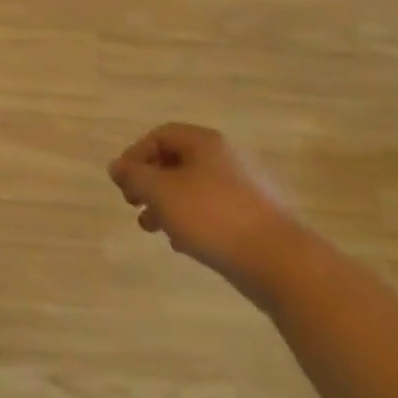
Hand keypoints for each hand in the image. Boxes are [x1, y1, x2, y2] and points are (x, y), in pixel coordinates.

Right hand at [109, 123, 301, 303]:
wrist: (280, 262)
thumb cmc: (213, 216)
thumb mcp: (161, 192)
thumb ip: (134, 176)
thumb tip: (117, 166)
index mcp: (205, 143)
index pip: (160, 136)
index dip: (135, 155)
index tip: (122, 182)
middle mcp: (226, 158)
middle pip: (176, 161)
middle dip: (149, 183)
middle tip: (132, 204)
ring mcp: (244, 189)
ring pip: (193, 189)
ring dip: (166, 205)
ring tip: (151, 228)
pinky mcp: (254, 218)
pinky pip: (212, 210)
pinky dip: (191, 220)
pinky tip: (181, 244)